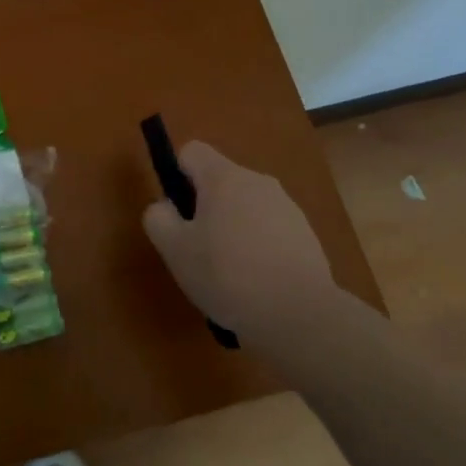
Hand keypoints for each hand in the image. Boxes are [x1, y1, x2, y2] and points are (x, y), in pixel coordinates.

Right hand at [141, 140, 335, 339]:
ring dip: (232, 228)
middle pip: (220, 180)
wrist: (301, 313)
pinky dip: (258, 246)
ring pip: (246, 206)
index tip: (179, 213)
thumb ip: (159, 219)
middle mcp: (257, 181)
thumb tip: (165, 207)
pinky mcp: (306, 234)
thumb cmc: (228, 275)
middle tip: (198, 249)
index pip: (192, 151)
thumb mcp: (175, 250)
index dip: (178, 175)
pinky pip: (269, 229)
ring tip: (229, 273)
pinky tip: (257, 282)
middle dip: (205, 208)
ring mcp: (287, 206)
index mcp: (224, 177)